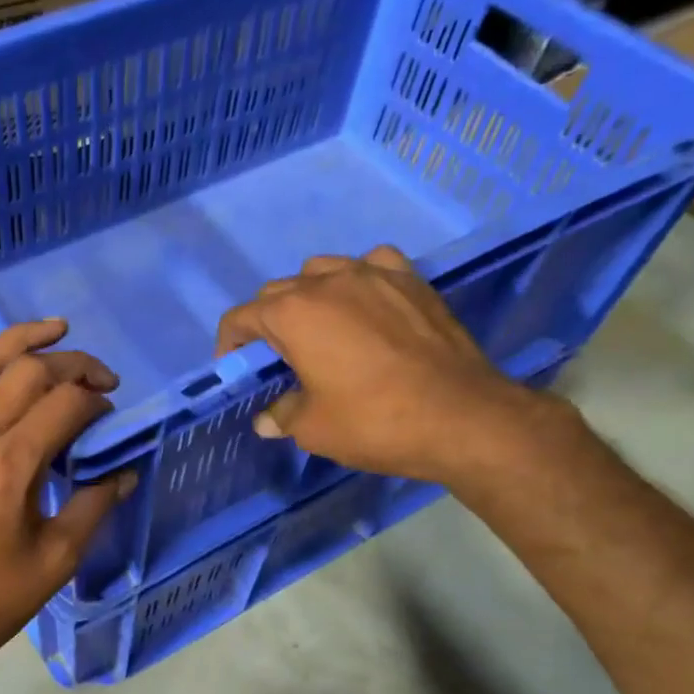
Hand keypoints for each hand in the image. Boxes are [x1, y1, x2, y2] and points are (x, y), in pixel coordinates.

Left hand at [0, 320, 135, 691]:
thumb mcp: (53, 561)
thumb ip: (91, 508)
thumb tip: (123, 474)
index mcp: (10, 463)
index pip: (63, 404)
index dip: (95, 401)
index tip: (113, 415)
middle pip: (26, 372)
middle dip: (71, 364)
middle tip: (102, 377)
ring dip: (21, 342)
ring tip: (55, 329)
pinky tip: (8, 376)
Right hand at [215, 246, 553, 487]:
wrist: (462, 416)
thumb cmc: (374, 422)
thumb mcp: (313, 428)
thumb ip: (282, 415)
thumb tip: (267, 419)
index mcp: (293, 314)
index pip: (241, 317)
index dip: (230, 345)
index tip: (237, 369)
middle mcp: (327, 282)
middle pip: (278, 291)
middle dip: (267, 322)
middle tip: (279, 358)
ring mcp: (373, 274)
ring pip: (322, 270)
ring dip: (309, 296)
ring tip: (321, 327)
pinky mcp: (411, 280)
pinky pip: (372, 264)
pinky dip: (360, 279)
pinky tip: (367, 302)